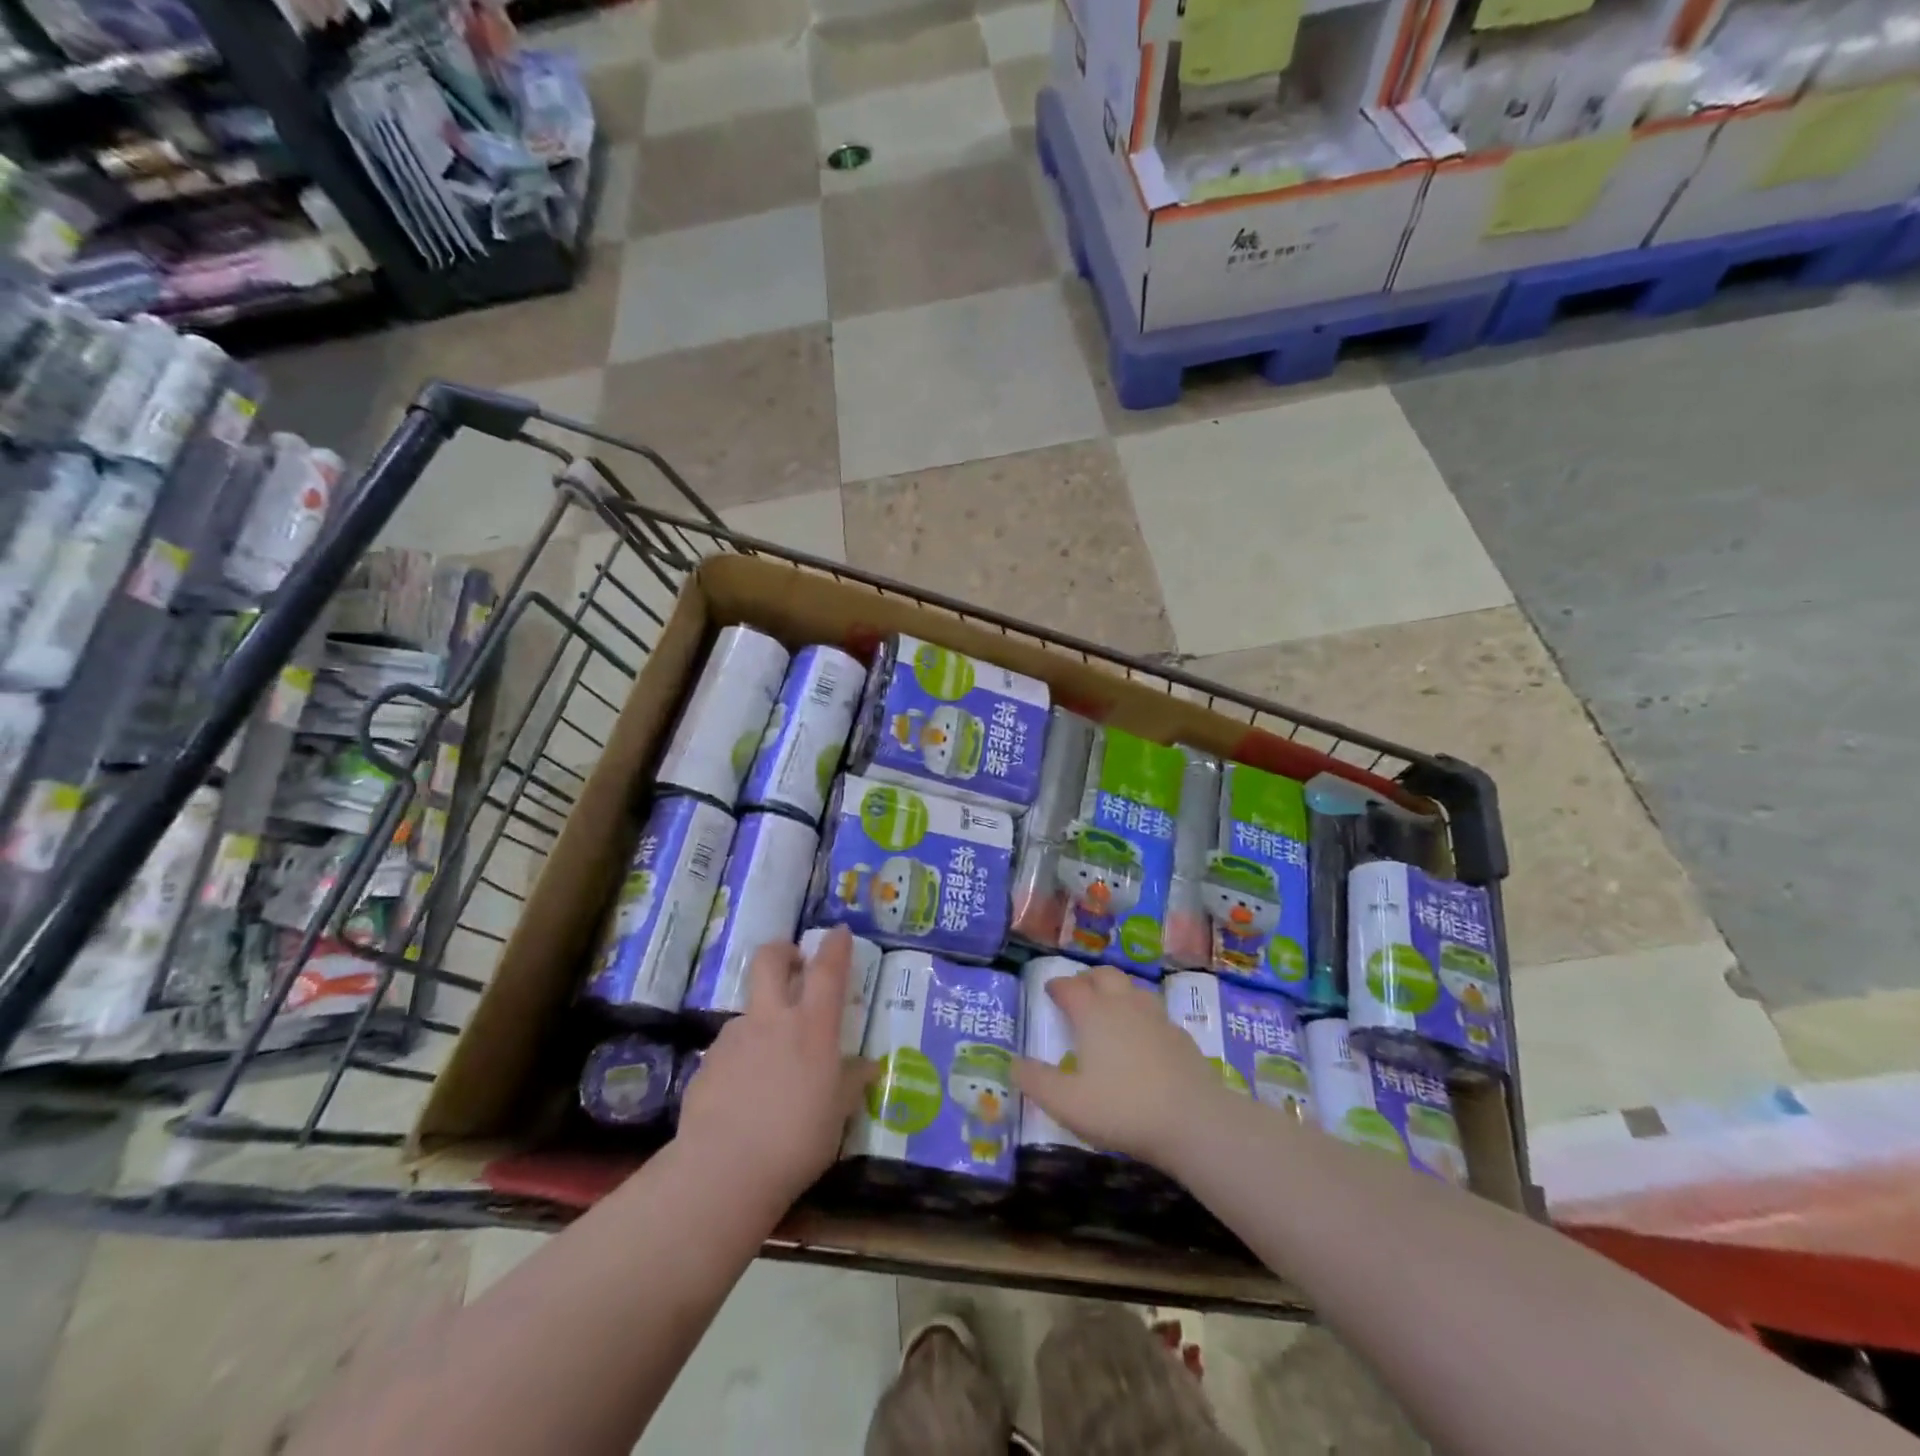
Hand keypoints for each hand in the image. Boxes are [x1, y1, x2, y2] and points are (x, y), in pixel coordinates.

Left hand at [677, 927, 872, 1204]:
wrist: (723, 1170)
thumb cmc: (796, 1139)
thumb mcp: (838, 1114)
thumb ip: (851, 1083)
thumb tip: (867, 1067)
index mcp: (811, 1026)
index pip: (827, 969)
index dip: (835, 946)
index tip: (838, 933)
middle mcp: (771, 1019)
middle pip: (769, 960)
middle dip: (783, 952)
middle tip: (794, 965)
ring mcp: (733, 1039)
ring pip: (749, 1010)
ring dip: (763, 1020)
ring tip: (772, 1062)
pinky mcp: (706, 1064)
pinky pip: (730, 1050)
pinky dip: (742, 1059)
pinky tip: (745, 1094)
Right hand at [1013, 966, 1227, 1167]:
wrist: (1194, 1120)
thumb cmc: (1123, 1108)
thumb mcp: (1067, 1103)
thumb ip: (1036, 1082)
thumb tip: (1013, 1063)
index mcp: (1094, 1013)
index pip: (1070, 986)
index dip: (1057, 986)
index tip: (1049, 991)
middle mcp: (1124, 1005)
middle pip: (1104, 975)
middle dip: (1087, 979)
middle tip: (1078, 993)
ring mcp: (1156, 1017)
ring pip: (1132, 989)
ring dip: (1116, 991)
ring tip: (1108, 1009)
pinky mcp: (1180, 1036)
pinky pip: (1154, 1012)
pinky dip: (1140, 1015)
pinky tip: (1141, 1038)